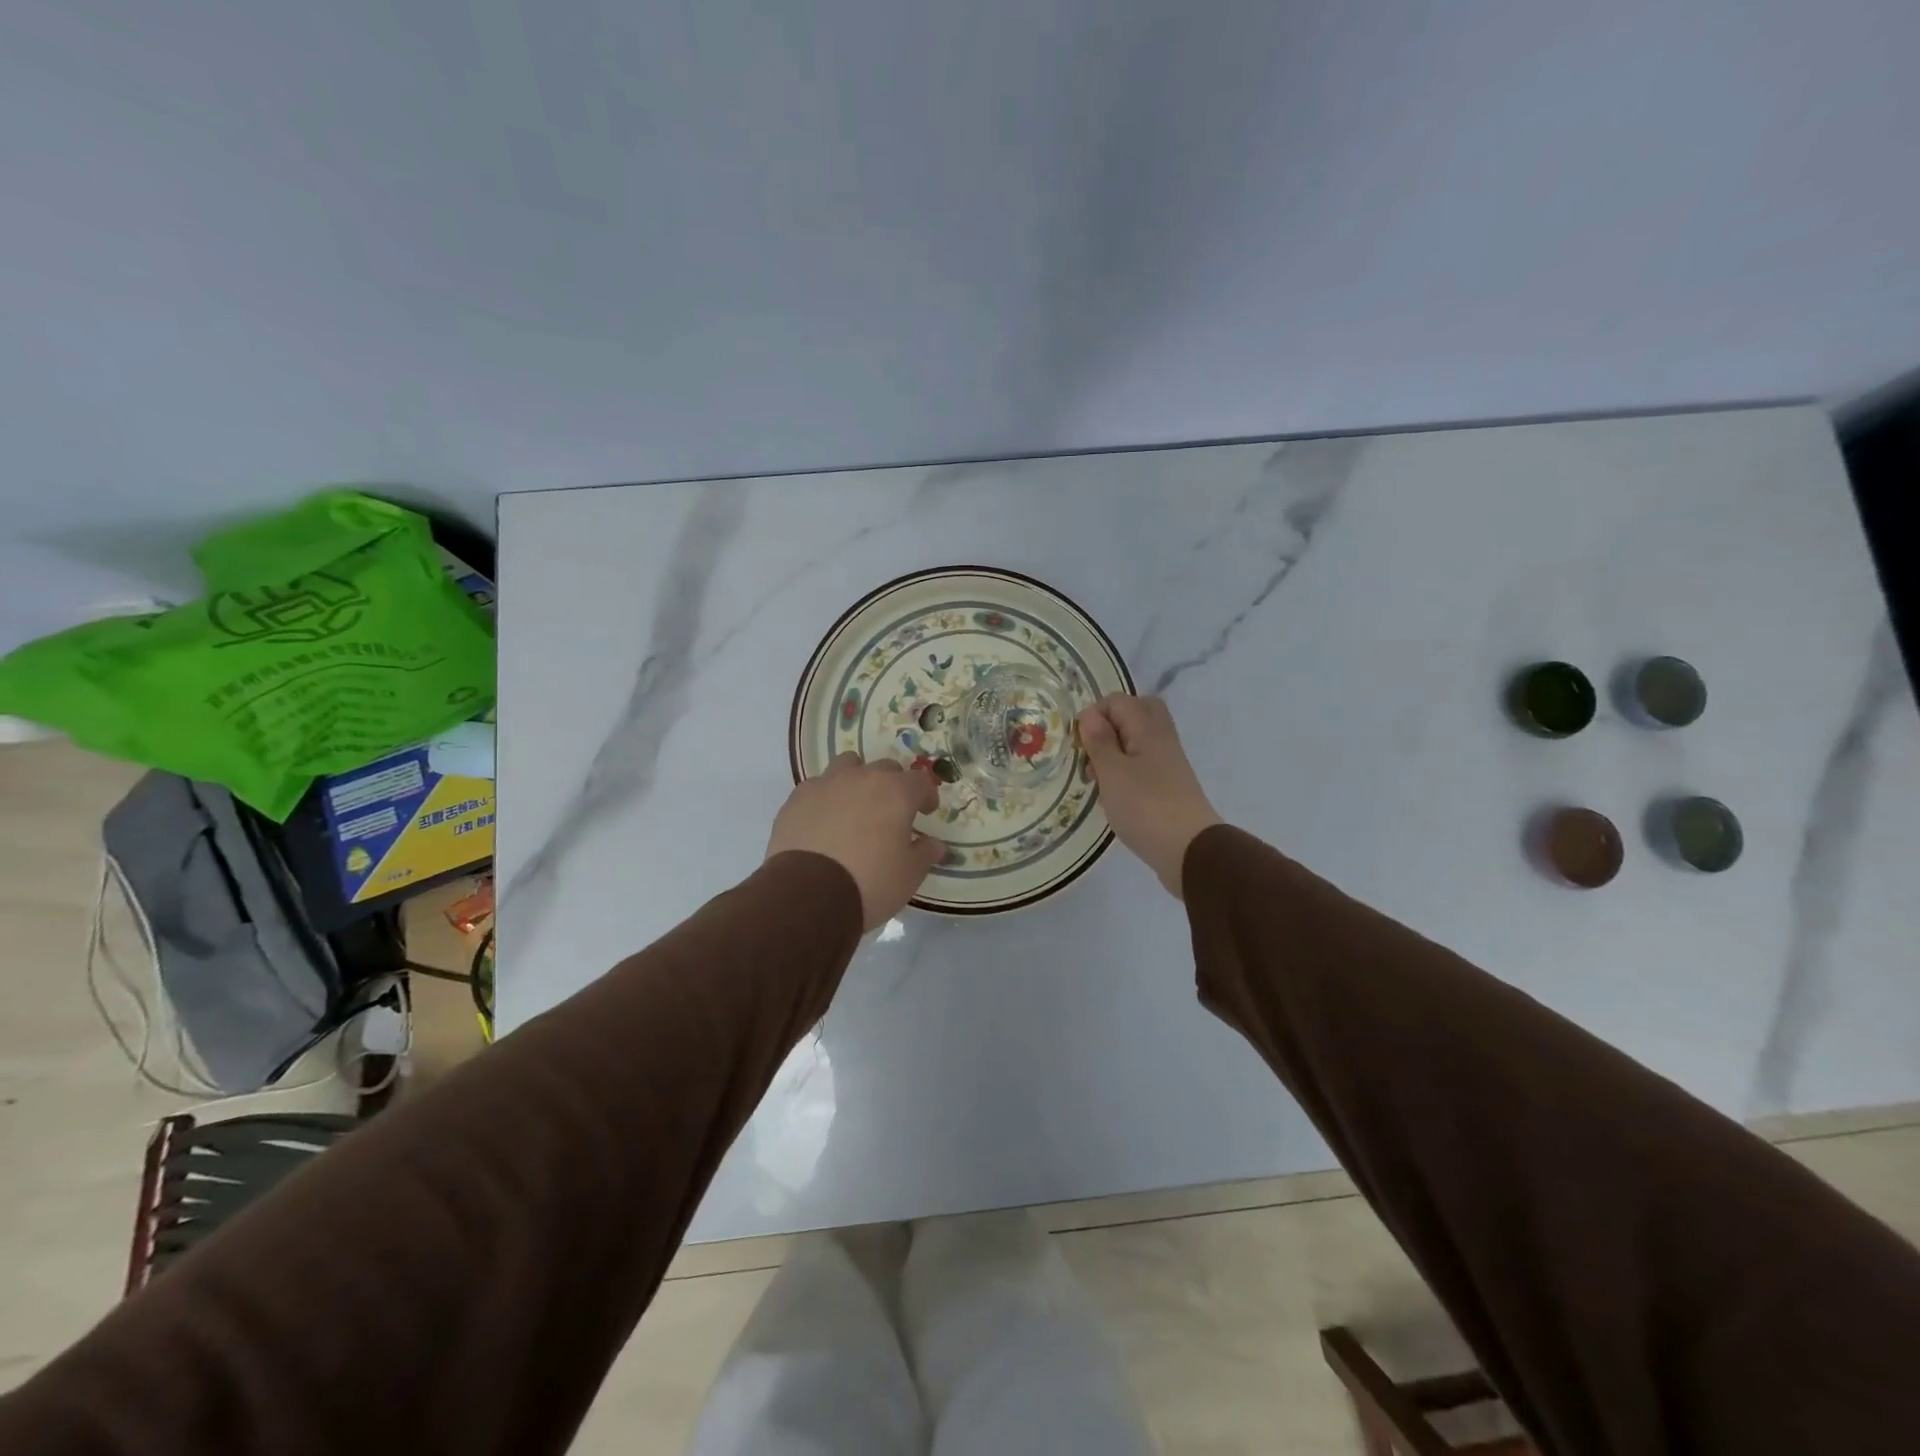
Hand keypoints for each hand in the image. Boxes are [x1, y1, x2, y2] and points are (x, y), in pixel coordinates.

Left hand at [768, 754, 944, 929]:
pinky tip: (824, 822)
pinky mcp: (797, 798)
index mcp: (895, 792)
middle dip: (893, 786)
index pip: (920, 781)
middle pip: (885, 768)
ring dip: (857, 780)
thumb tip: (936, 845)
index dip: (926, 795)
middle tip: (891, 812)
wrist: (808, 895)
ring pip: (848, 766)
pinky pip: (818, 787)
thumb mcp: (909, 875)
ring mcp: (826, 784)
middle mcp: (862, 778)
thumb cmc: (869, 882)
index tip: (925, 812)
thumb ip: (925, 853)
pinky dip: (827, 798)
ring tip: (855, 807)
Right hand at [1079, 694, 1221, 898]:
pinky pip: (1142, 764)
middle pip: (1136, 713)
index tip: (1080, 744)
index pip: (1117, 701)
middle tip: (1091, 751)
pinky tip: (1113, 794)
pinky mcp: (1168, 785)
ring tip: (1097, 778)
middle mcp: (1161, 738)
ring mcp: (1167, 762)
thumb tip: (1090, 714)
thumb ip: (1099, 741)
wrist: (1189, 850)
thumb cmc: (1145, 807)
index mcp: (1148, 728)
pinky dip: (1125, 771)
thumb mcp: (1112, 772)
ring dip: (1114, 751)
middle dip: (1108, 727)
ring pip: (1137, 740)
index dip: (1093, 716)